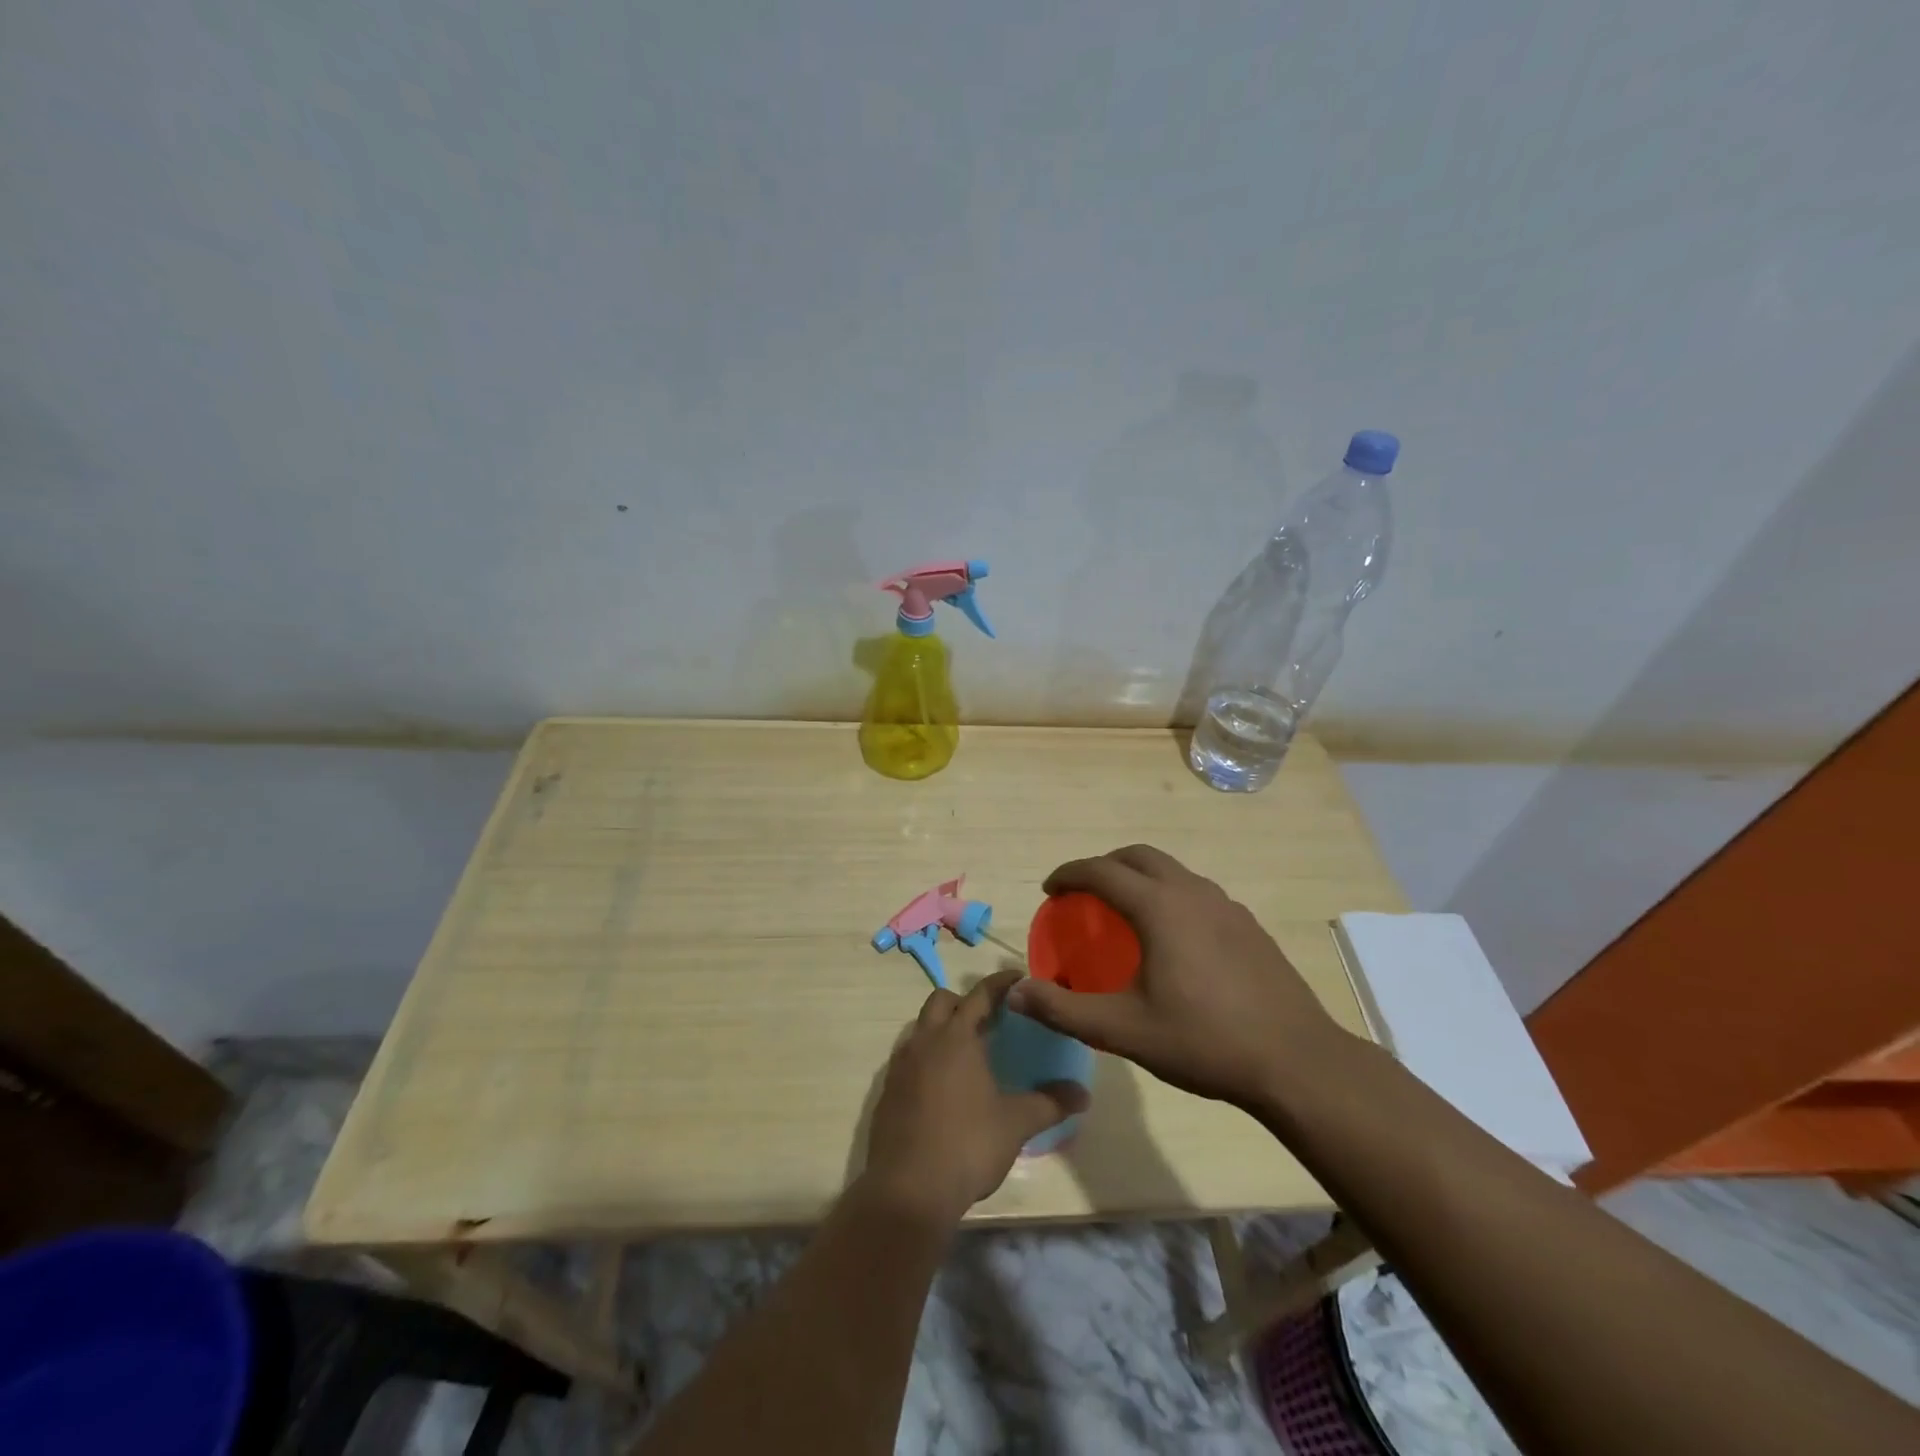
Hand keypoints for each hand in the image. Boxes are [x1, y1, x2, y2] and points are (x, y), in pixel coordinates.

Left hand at [862, 969, 1089, 1225]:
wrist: (908, 1190)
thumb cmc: (967, 1146)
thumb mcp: (1015, 1124)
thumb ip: (1050, 1103)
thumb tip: (1083, 1093)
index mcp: (956, 1038)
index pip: (980, 995)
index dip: (1000, 983)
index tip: (1018, 977)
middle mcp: (925, 1041)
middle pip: (941, 1001)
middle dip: (964, 1001)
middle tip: (989, 1019)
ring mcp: (901, 1066)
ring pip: (921, 1028)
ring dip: (942, 1028)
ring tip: (966, 1051)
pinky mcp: (887, 1092)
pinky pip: (908, 1058)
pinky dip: (926, 1058)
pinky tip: (942, 1086)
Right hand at [1007, 845, 1348, 1110]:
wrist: (1296, 1062)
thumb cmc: (1204, 1041)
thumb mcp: (1124, 1030)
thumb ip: (1064, 1009)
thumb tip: (1015, 993)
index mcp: (1160, 908)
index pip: (1102, 871)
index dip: (1069, 874)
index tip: (1050, 890)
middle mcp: (1193, 893)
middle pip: (1139, 857)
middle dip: (1105, 865)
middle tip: (1084, 894)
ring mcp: (1227, 906)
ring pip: (1173, 872)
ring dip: (1141, 878)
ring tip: (1125, 913)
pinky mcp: (1249, 926)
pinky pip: (1197, 893)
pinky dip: (1170, 897)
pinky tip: (1173, 940)